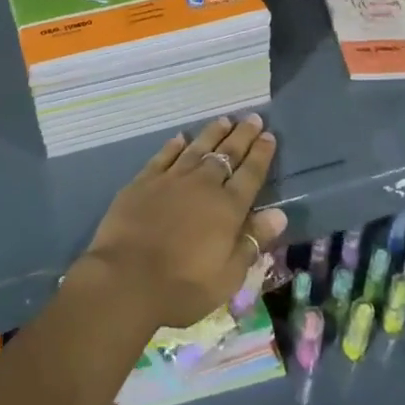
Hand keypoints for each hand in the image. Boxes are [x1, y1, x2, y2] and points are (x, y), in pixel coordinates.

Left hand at [77, 115, 287, 332]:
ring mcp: (172, 179)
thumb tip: (279, 215)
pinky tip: (181, 138)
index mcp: (227, 209)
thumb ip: (252, 241)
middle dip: (242, 136)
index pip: (250, 174)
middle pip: (226, 155)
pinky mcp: (144, 181)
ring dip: (212, 134)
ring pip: (197, 149)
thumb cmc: (182, 286)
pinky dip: (174, 145)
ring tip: (224, 120)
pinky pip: (164, 156)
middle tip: (252, 118)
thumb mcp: (227, 276)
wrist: (126, 278)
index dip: (261, 154)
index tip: (269, 135)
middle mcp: (203, 185)